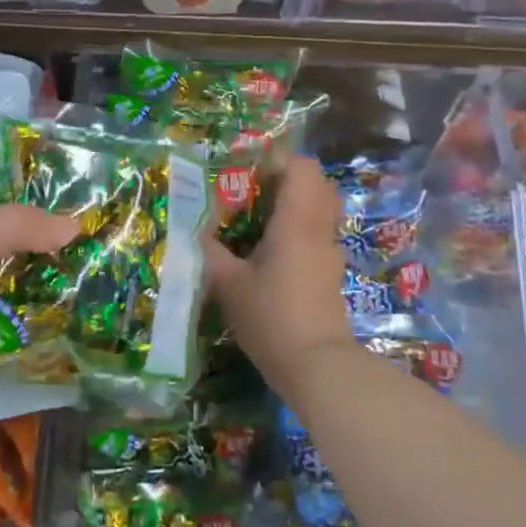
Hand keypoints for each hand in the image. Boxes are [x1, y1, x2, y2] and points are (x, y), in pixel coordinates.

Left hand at [0, 173, 77, 410]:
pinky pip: (4, 297)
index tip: (79, 171)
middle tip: (100, 221)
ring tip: (96, 259)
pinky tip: (68, 299)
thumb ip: (14, 226)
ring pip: (9, 258)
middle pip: (8, 216)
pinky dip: (30, 297)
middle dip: (48, 219)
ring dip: (44, 261)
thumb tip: (76, 225)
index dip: (31, 166)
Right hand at [207, 157, 355, 393]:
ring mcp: (329, 251)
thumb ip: (210, 252)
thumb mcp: (228, 284)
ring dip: (292, 206)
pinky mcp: (330, 273)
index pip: (303, 167)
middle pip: (316, 183)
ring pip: (319, 210)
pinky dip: (297, 230)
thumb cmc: (272, 317)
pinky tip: (270, 253)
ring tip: (257, 222)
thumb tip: (195, 231)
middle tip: (252, 193)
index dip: (278, 160)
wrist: (317, 366)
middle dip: (285, 180)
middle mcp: (319, 228)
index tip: (248, 173)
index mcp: (297, 220)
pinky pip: (317, 234)